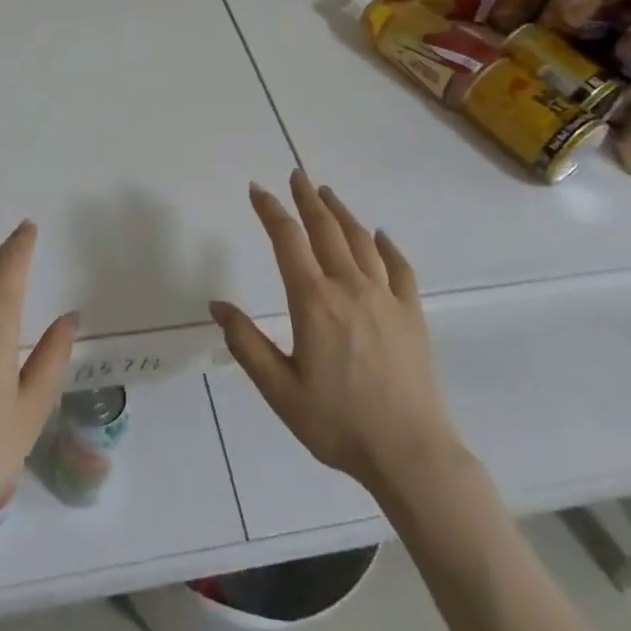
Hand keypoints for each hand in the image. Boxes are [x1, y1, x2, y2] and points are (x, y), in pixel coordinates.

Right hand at [210, 171, 460, 500]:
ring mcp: (385, 296)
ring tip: (328, 194)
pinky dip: (387, 245)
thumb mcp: (280, 391)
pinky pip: (399, 267)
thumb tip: (218, 304)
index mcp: (314, 301)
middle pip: (325, 228)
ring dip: (341, 212)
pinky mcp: (412, 313)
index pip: (287, 240)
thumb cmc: (338, 424)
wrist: (411, 454)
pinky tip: (380, 236)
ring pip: (361, 240)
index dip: (270, 210)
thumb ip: (246, 344)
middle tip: (296, 175)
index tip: (257, 190)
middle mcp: (349, 286)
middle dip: (307, 198)